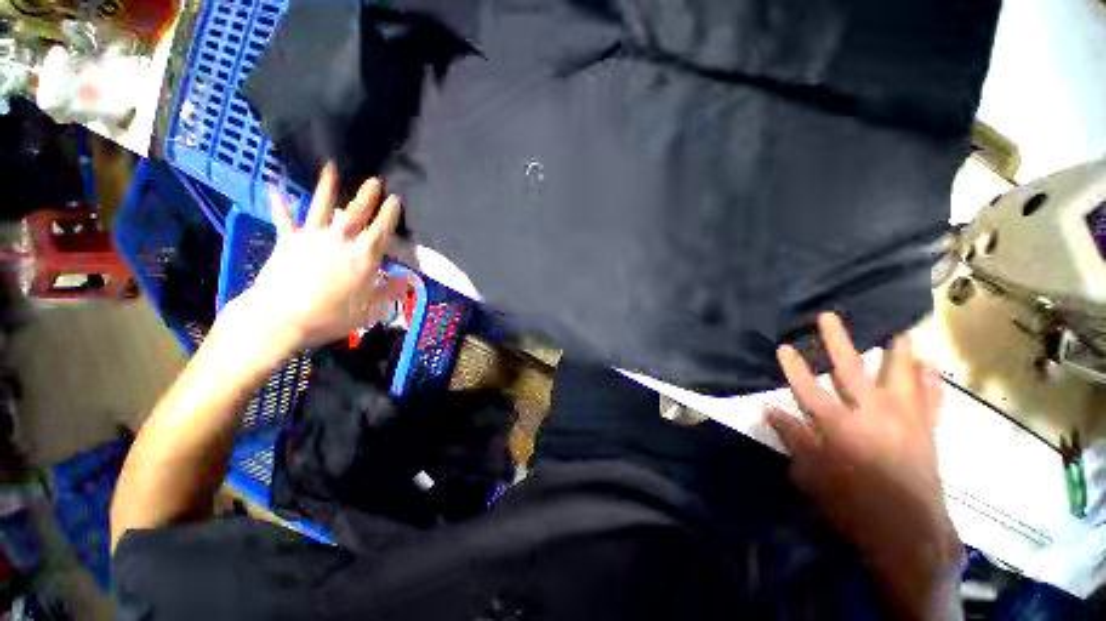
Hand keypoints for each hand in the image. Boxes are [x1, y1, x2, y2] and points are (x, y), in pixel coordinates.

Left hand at [234, 164, 406, 349]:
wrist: (281, 317)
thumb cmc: (331, 315)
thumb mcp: (370, 309)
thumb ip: (390, 291)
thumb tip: (407, 280)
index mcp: (364, 256)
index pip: (381, 229)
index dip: (390, 213)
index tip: (395, 198)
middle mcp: (340, 240)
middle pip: (356, 212)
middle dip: (367, 195)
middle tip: (374, 179)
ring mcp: (312, 237)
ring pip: (322, 206)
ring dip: (327, 186)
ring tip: (331, 167)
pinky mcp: (288, 241)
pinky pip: (284, 219)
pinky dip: (280, 204)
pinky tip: (276, 188)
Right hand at [767, 313, 963, 619]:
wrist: (910, 535)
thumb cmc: (853, 506)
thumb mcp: (811, 476)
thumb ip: (793, 438)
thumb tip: (770, 410)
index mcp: (839, 426)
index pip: (806, 387)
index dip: (793, 367)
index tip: (783, 347)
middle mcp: (873, 414)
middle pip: (851, 369)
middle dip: (836, 341)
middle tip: (828, 316)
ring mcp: (905, 420)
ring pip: (902, 375)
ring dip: (897, 350)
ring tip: (897, 329)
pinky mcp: (927, 431)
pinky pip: (931, 399)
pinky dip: (931, 381)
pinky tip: (931, 366)